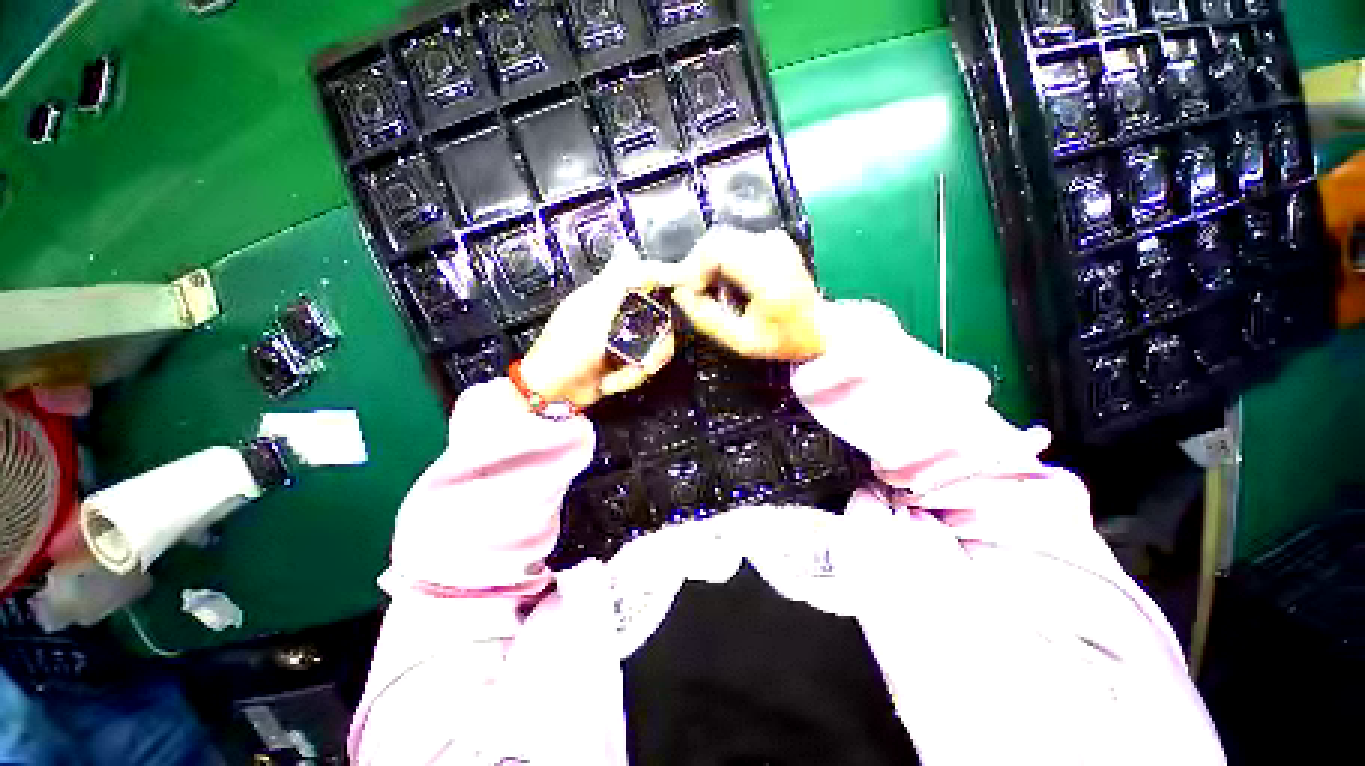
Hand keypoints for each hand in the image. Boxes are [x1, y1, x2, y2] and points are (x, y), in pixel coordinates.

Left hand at [520, 247, 679, 408]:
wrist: (555, 392)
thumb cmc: (565, 348)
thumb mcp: (590, 312)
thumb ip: (614, 283)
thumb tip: (627, 248)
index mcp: (608, 295)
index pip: (645, 276)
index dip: (668, 277)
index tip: (690, 285)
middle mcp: (620, 314)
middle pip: (659, 319)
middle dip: (654, 346)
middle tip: (647, 361)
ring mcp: (625, 339)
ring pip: (656, 345)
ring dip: (638, 367)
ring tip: (619, 376)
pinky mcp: (627, 359)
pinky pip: (646, 363)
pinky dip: (630, 376)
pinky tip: (611, 381)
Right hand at [671, 227, 827, 360]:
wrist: (821, 328)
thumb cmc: (784, 340)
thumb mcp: (742, 341)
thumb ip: (708, 320)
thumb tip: (679, 295)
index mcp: (769, 277)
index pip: (718, 253)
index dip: (693, 268)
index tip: (686, 292)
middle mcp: (773, 250)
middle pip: (717, 241)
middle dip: (696, 265)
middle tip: (693, 293)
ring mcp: (775, 241)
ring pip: (723, 238)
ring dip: (707, 262)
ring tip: (707, 290)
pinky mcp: (774, 239)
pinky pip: (734, 241)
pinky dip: (720, 259)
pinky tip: (723, 281)